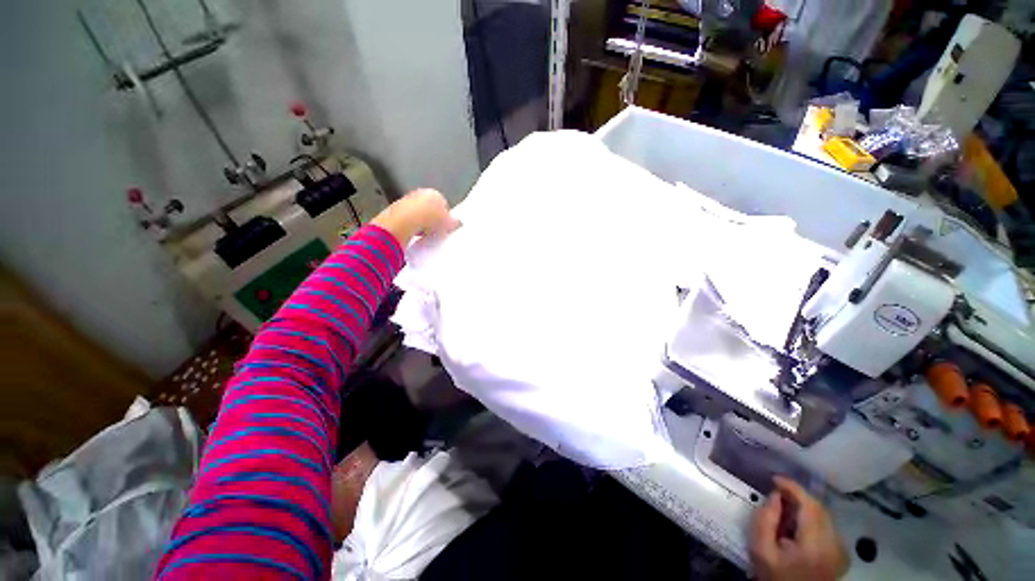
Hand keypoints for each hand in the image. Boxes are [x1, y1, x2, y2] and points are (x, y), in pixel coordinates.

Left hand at [371, 188, 459, 245]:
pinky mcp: (397, 210)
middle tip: (437, 232)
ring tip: (426, 235)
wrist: (404, 221)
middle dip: (433, 219)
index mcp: (435, 193)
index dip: (446, 217)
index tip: (447, 227)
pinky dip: (413, 227)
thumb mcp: (448, 223)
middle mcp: (420, 193)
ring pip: (419, 214)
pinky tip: (415, 235)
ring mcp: (407, 200)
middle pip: (430, 208)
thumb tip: (459, 223)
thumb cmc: (429, 218)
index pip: (444, 204)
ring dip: (423, 224)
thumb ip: (454, 222)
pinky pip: (409, 220)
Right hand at [750, 476, 848, 580]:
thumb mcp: (760, 549)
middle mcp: (835, 546)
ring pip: (824, 516)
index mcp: (815, 545)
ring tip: (785, 509)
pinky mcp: (841, 554)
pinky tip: (797, 525)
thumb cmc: (775, 575)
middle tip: (777, 493)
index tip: (775, 479)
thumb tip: (775, 496)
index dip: (793, 487)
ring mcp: (841, 551)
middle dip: (798, 496)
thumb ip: (765, 519)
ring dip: (805, 507)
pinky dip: (812, 518)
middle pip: (819, 509)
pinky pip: (828, 526)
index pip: (810, 506)